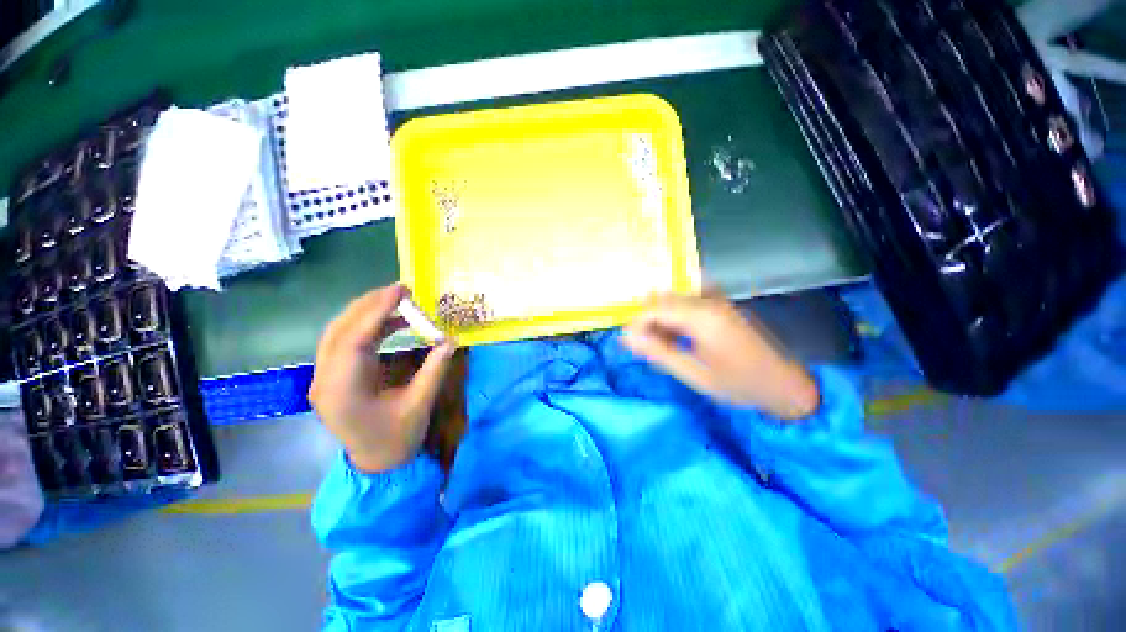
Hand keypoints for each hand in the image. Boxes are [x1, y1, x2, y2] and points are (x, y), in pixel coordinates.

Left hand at [309, 285, 456, 472]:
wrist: (375, 463)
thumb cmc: (396, 439)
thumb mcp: (419, 405)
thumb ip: (434, 370)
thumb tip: (450, 340)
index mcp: (343, 392)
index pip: (353, 341)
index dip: (375, 312)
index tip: (400, 291)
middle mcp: (325, 381)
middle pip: (339, 331)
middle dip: (368, 305)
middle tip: (400, 290)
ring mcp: (325, 378)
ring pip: (339, 334)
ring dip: (366, 313)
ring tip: (397, 300)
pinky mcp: (334, 376)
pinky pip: (346, 342)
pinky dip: (368, 327)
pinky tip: (391, 322)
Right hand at [622, 293, 819, 419]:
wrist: (785, 384)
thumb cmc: (739, 384)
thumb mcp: (694, 374)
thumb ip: (658, 352)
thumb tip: (626, 338)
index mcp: (701, 316)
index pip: (653, 308)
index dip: (635, 323)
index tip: (628, 343)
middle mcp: (707, 300)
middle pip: (661, 299)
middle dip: (646, 320)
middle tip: (643, 346)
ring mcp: (715, 300)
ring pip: (672, 299)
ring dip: (659, 318)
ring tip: (660, 345)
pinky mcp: (720, 305)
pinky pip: (686, 302)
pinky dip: (673, 316)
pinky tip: (675, 336)